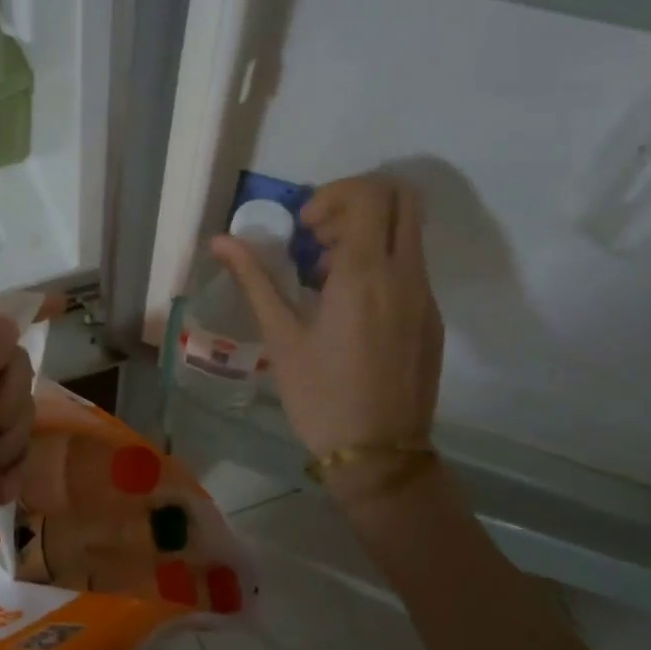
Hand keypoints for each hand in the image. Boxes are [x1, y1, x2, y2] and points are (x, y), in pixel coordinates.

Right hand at [212, 175, 442, 499]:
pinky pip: (411, 265)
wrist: (379, 454)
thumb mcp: (280, 336)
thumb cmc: (320, 395)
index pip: (368, 195)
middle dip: (358, 200)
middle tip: (320, 235)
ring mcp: (425, 296)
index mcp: (365, 275)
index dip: (332, 196)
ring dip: (369, 231)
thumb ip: (254, 278)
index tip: (304, 229)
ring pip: (409, 231)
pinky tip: (348, 304)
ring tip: (326, 274)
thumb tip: (219, 240)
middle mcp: (405, 275)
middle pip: (402, 197)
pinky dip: (381, 260)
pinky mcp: (431, 317)